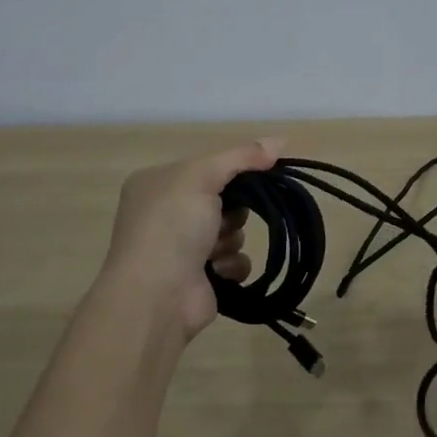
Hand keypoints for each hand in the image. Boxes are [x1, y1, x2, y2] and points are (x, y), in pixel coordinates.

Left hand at [99, 138, 281, 340]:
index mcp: (158, 182)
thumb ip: (241, 156)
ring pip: (231, 230)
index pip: (208, 166)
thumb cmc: (171, 226)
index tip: (263, 170)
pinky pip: (233, 260)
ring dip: (231, 239)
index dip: (236, 169)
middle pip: (223, 198)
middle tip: (227, 216)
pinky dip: (231, 264)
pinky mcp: (199, 277)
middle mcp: (165, 212)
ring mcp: (180, 248)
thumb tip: (281, 139)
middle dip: (233, 209)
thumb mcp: (202, 176)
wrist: (155, 297)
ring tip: (215, 249)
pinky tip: (218, 270)